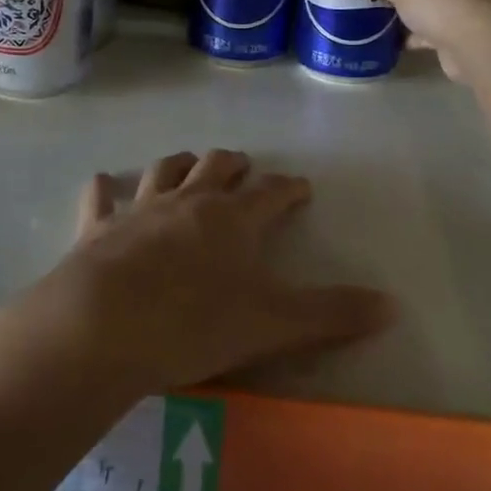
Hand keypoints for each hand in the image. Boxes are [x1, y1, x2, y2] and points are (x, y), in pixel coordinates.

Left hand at [0, 150, 395, 400]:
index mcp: (233, 219)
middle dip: (234, 166)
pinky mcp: (98, 228)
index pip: (271, 193)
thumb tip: (393, 306)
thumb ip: (331, 314)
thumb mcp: (272, 325)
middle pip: (216, 168)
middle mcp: (188, 202)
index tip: (300, 187)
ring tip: (189, 164)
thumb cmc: (193, 324)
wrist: (103, 326)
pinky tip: (103, 183)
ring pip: (165, 171)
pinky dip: (105, 189)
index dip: (288, 188)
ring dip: (180, 165)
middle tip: (244, 168)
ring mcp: (140, 209)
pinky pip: (101, 198)